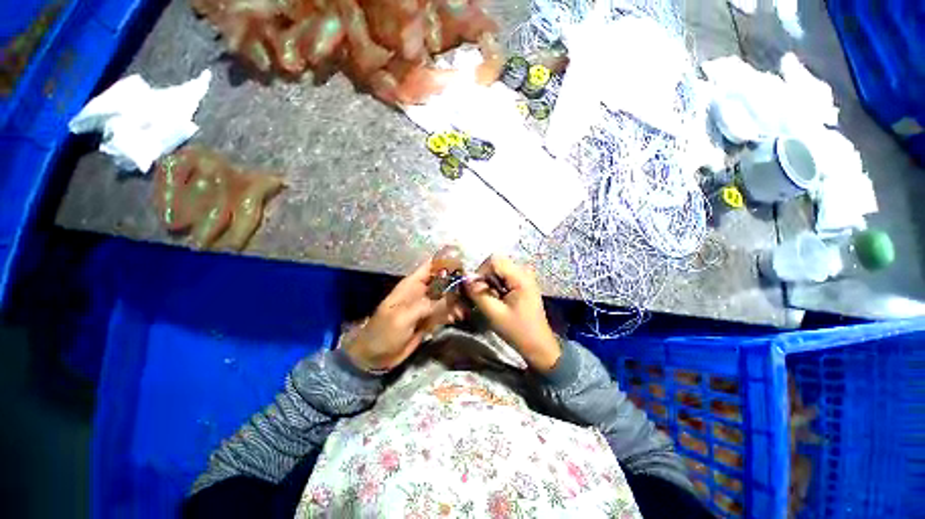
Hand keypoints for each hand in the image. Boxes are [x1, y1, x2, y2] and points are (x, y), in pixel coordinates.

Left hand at [345, 260, 465, 371]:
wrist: (375, 357)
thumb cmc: (384, 332)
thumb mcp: (403, 317)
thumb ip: (427, 305)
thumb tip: (450, 296)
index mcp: (412, 285)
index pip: (431, 266)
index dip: (447, 262)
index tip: (464, 266)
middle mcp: (422, 292)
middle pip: (443, 281)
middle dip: (457, 284)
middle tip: (471, 290)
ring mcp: (427, 306)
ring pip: (447, 297)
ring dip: (457, 302)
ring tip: (463, 311)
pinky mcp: (430, 319)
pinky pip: (445, 312)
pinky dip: (452, 314)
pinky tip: (457, 318)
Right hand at [464, 255, 560, 371]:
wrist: (538, 346)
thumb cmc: (517, 331)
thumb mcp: (494, 313)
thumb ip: (478, 293)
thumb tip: (465, 278)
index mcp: (520, 277)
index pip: (494, 260)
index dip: (480, 271)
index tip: (476, 289)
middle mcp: (524, 272)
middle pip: (495, 264)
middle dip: (484, 278)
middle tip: (482, 296)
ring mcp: (524, 277)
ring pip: (498, 270)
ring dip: (489, 283)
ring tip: (490, 300)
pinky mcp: (522, 284)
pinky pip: (503, 277)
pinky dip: (495, 286)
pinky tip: (497, 300)